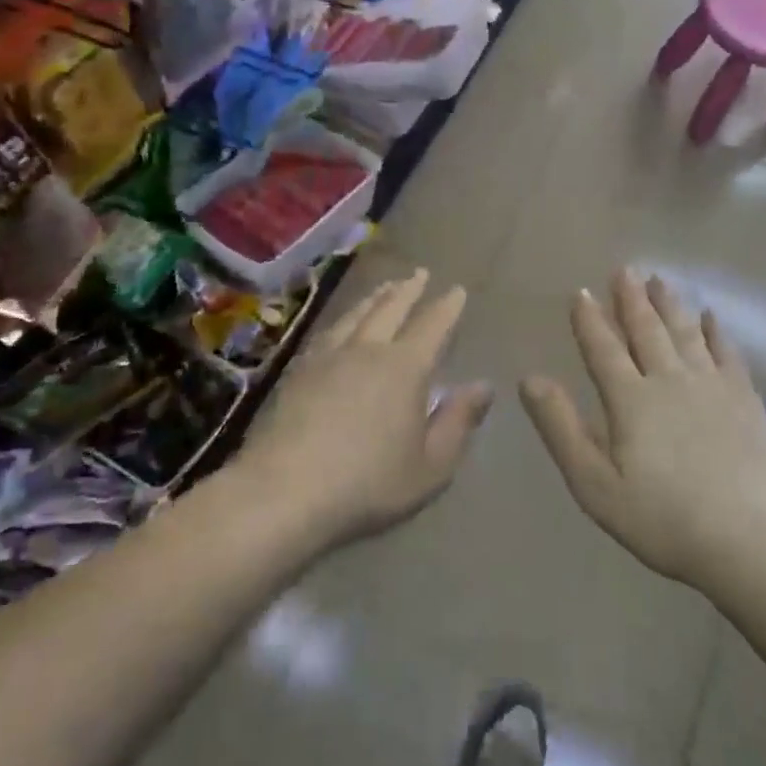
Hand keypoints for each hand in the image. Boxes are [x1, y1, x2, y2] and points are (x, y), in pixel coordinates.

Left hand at [242, 268, 492, 546]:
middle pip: (390, 309)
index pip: (431, 327)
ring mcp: (326, 357)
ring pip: (355, 315)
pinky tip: (340, 325)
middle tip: (419, 273)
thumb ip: (458, 422)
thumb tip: (483, 386)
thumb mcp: (431, 466)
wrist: (283, 492)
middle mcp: (366, 350)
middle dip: (408, 290)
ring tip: (384, 288)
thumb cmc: (368, 484)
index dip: (447, 308)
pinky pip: (327, 331)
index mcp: (404, 368)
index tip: (457, 290)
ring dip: (374, 298)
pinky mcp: (296, 371)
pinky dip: (343, 319)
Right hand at [520, 269, 765, 592]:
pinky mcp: (746, 399)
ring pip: (686, 333)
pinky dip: (716, 331)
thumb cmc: (663, 518)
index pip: (603, 349)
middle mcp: (670, 380)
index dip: (590, 321)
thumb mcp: (595, 483)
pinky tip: (712, 317)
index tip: (580, 292)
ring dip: (669, 305)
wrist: (752, 539)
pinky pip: (727, 352)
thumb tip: (529, 379)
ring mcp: (712, 386)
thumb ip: (560, 428)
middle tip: (625, 269)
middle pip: (647, 330)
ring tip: (659, 280)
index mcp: (630, 400)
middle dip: (632, 299)